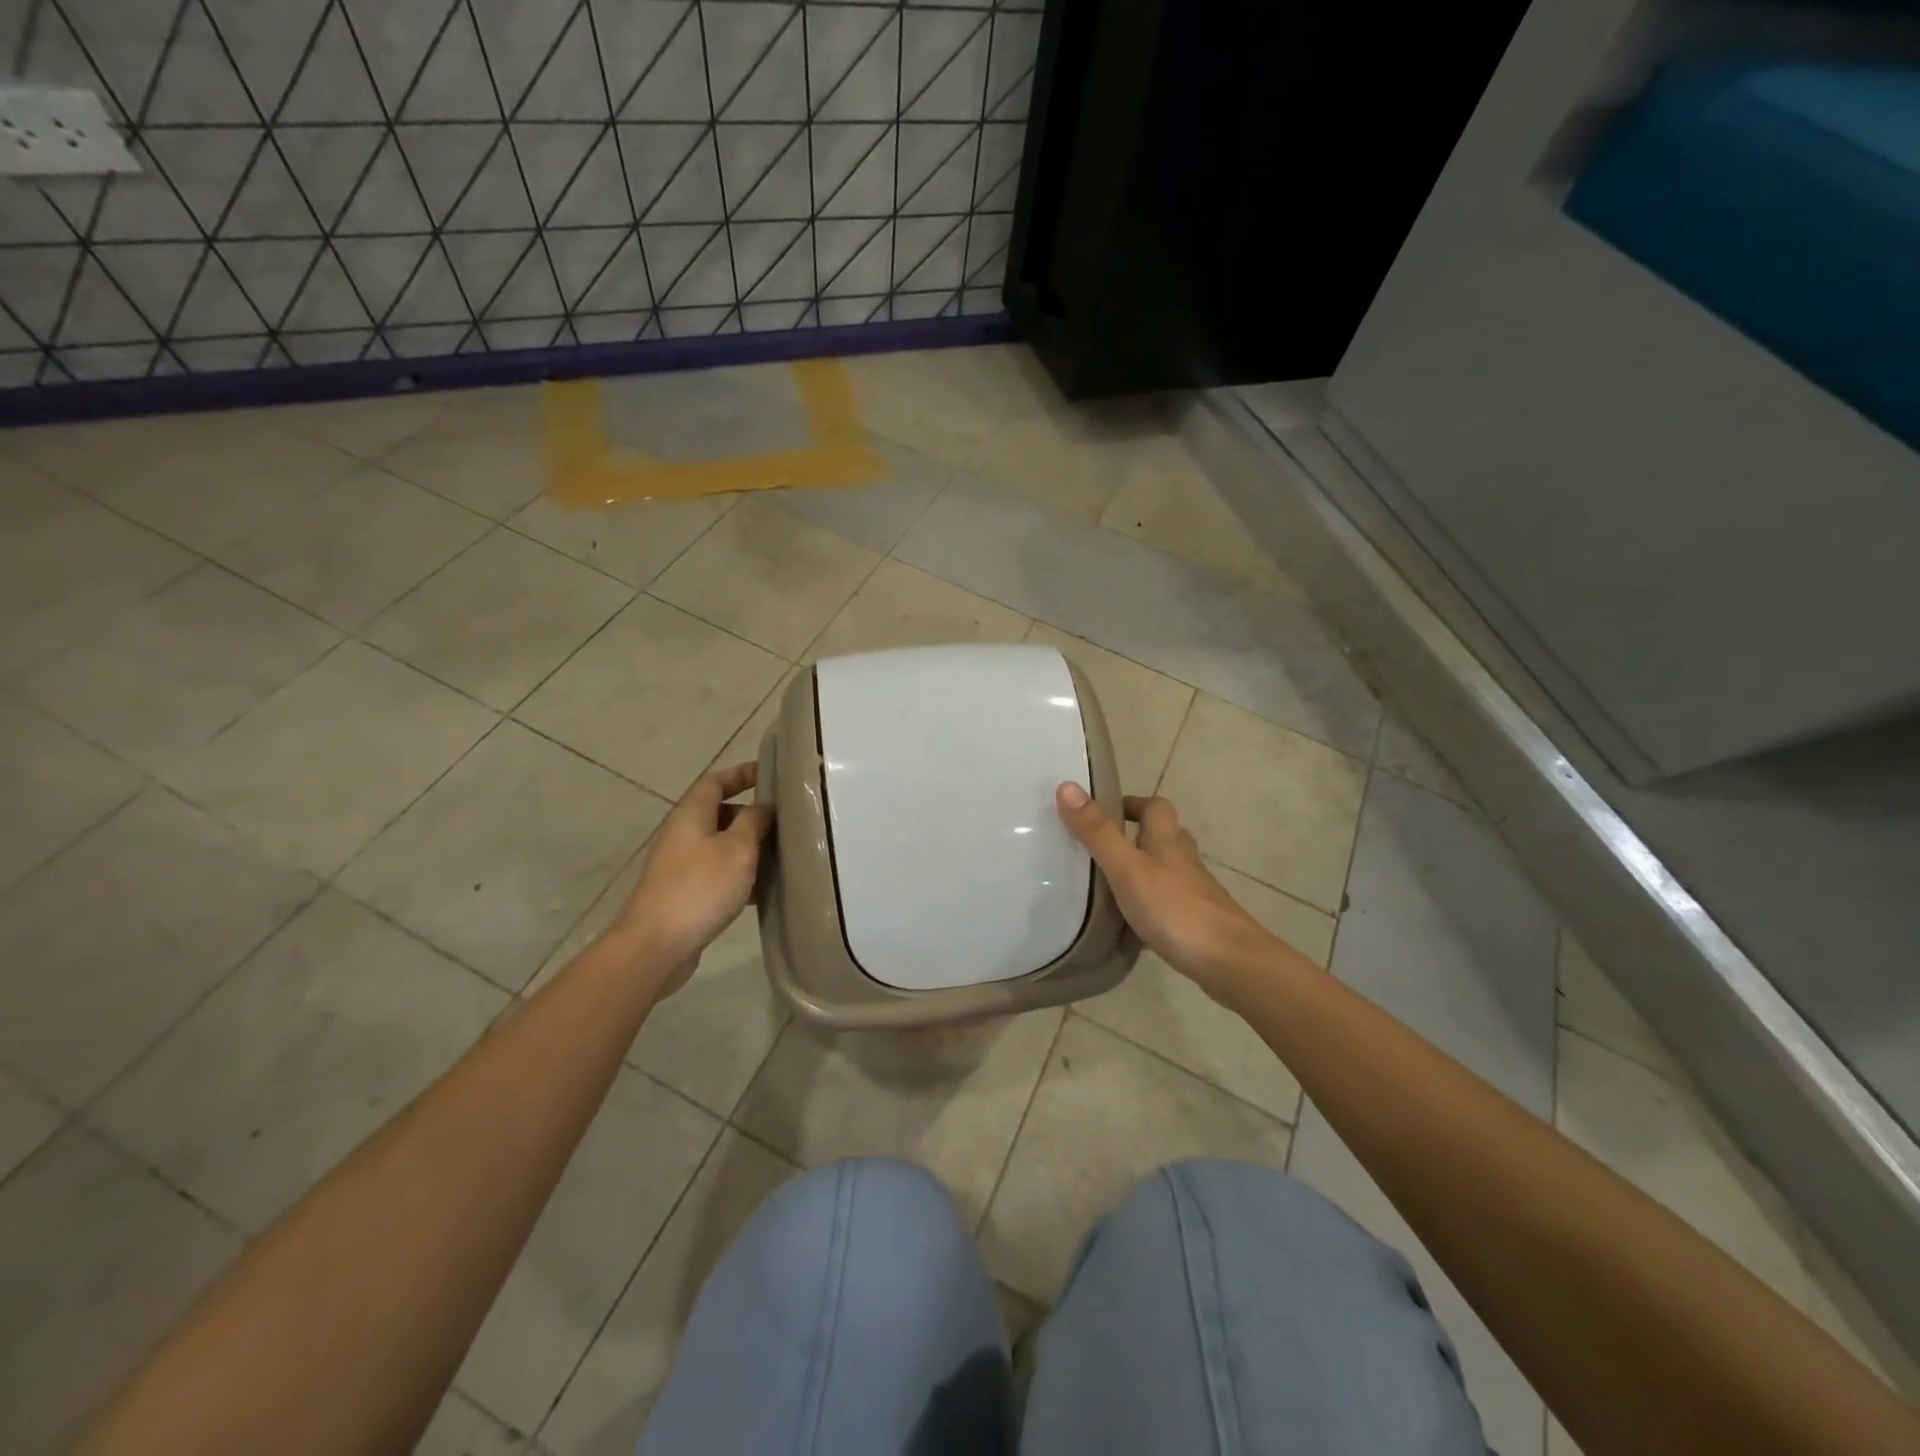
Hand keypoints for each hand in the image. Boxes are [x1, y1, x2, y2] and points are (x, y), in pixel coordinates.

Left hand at [613, 763, 771, 992]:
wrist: (656, 946)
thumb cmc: (700, 888)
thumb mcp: (737, 849)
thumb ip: (753, 822)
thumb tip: (763, 807)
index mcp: (692, 815)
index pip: (715, 781)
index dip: (741, 773)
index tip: (769, 774)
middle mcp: (683, 834)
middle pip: (719, 813)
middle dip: (751, 815)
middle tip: (784, 823)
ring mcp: (680, 865)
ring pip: (721, 846)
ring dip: (749, 848)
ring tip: (781, 857)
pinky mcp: (684, 893)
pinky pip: (717, 873)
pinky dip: (740, 876)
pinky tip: (762, 892)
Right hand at [1055, 782, 1281, 994]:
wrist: (1230, 962)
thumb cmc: (1176, 909)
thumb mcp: (1127, 868)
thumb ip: (1097, 832)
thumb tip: (1066, 786)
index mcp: (1167, 840)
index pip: (1154, 807)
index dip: (1132, 803)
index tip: (1102, 811)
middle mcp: (1182, 861)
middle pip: (1160, 837)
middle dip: (1132, 838)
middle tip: (1096, 848)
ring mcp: (1192, 893)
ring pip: (1163, 872)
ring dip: (1139, 872)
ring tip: (1104, 885)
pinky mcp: (1194, 922)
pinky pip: (1165, 905)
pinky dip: (1146, 907)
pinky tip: (1127, 926)